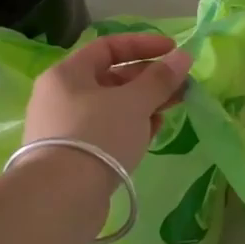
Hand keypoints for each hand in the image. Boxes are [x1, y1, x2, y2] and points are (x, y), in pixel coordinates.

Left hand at [23, 32, 192, 173]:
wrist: (61, 198)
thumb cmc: (97, 135)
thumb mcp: (134, 102)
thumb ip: (161, 78)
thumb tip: (183, 56)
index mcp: (67, 74)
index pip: (108, 47)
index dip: (144, 45)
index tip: (174, 52)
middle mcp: (61, 97)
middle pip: (111, 78)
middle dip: (149, 80)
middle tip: (181, 87)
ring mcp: (65, 128)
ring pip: (111, 108)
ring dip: (143, 105)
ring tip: (170, 110)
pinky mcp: (73, 157)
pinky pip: (107, 132)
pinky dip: (130, 128)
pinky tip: (151, 134)